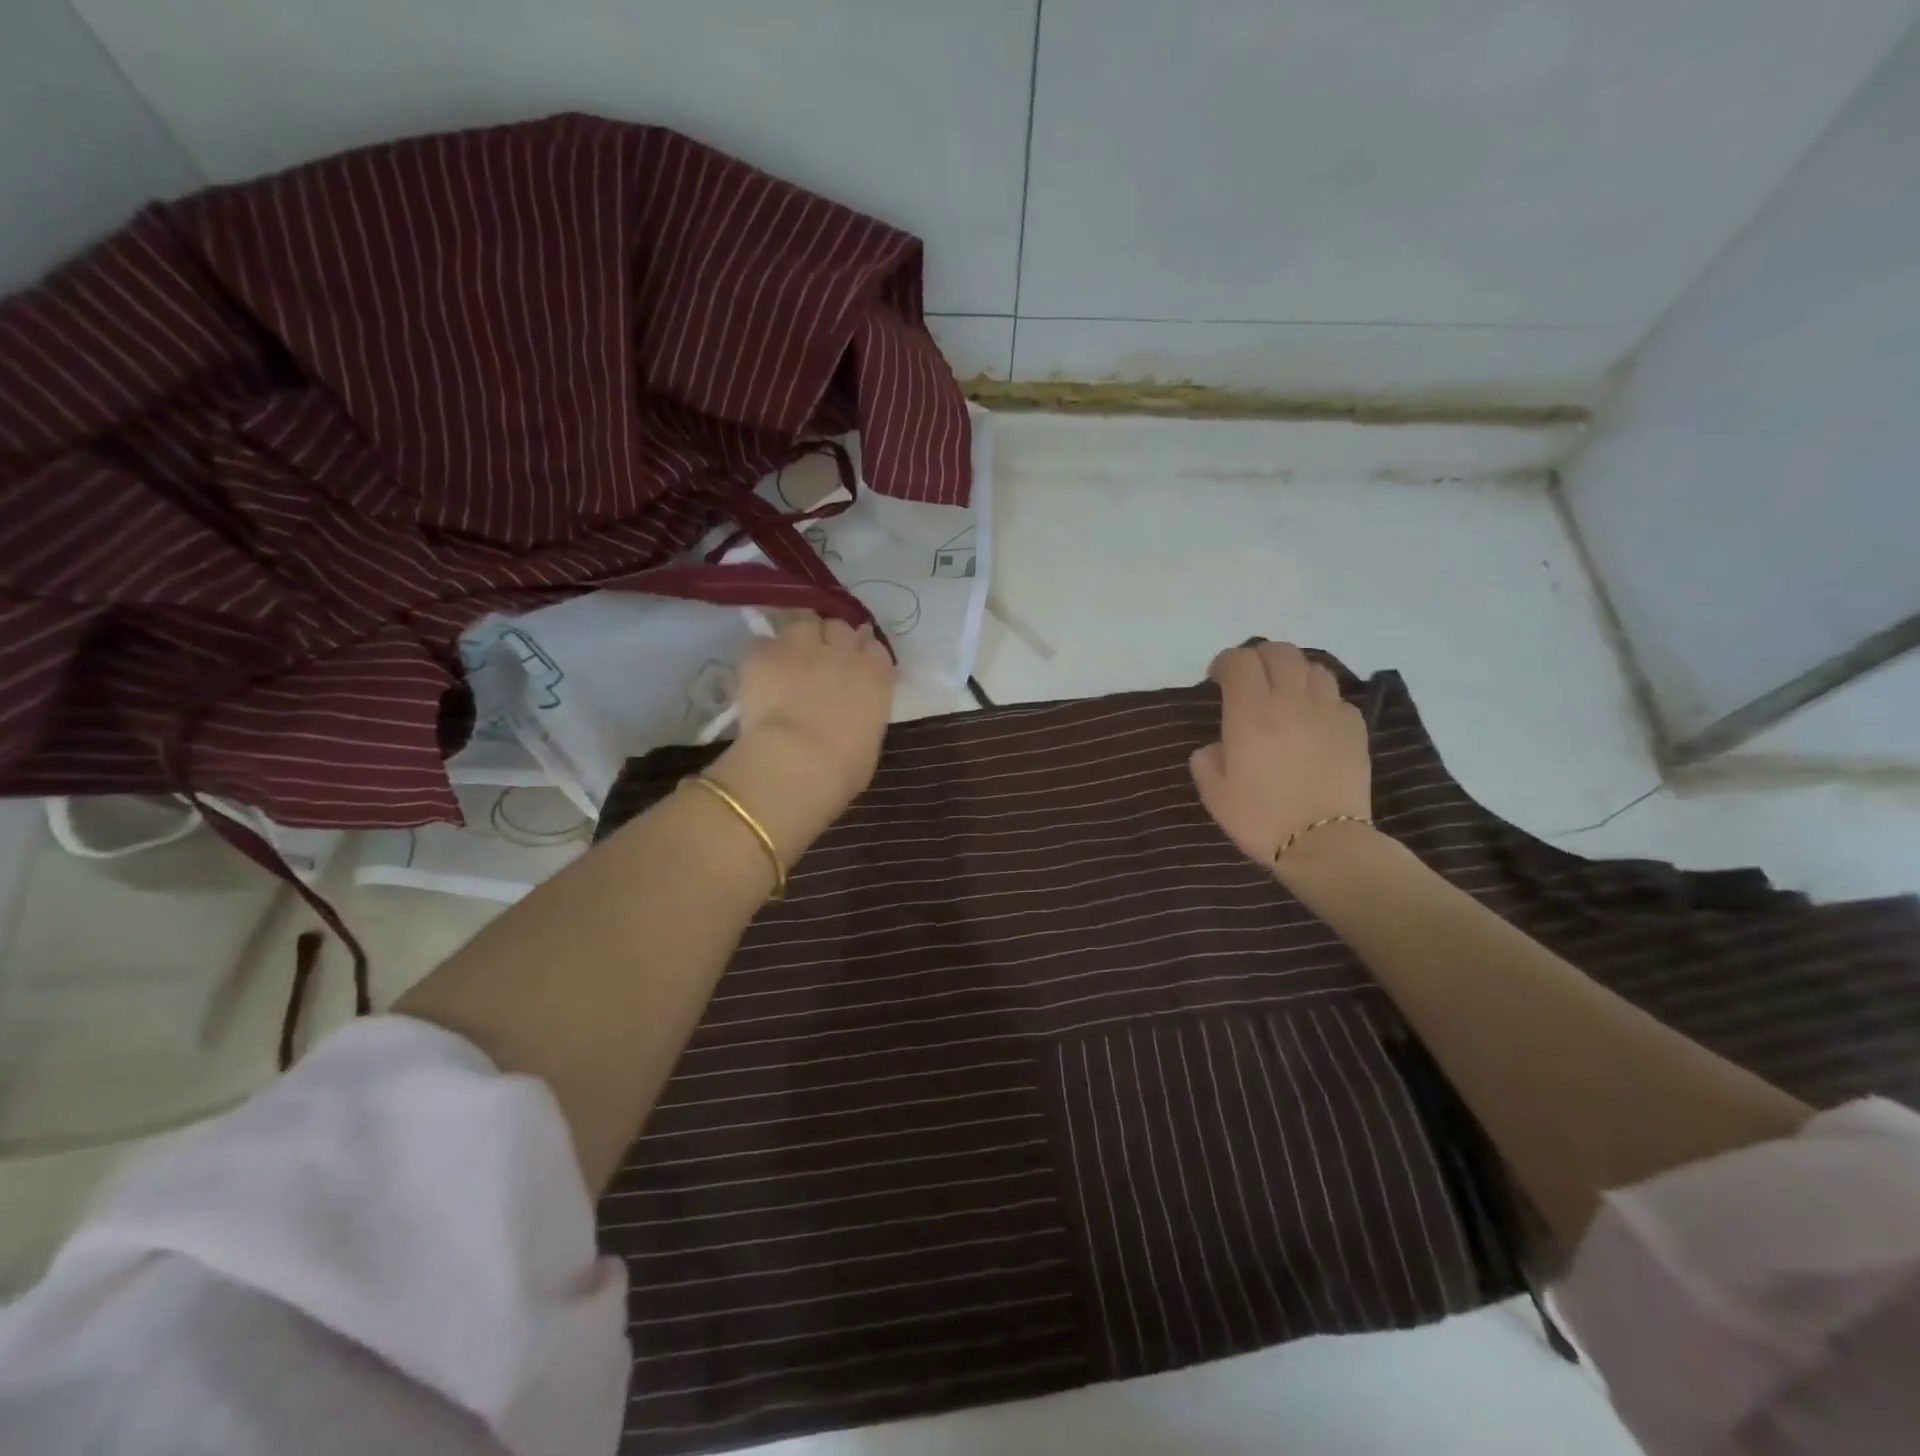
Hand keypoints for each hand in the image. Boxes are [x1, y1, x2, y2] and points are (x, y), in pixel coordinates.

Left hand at [707, 614, 894, 864]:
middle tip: (820, 664)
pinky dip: (762, 657)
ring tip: (788, 663)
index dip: (863, 655)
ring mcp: (801, 646)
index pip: (875, 648)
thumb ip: (864, 715)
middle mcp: (842, 650)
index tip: (855, 668)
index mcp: (875, 674)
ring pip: (802, 625)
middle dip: (831, 641)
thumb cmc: (845, 768)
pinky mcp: (763, 653)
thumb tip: (853, 715)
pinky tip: (758, 676)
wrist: (797, 763)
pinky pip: (762, 643)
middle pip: (839, 628)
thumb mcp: (869, 742)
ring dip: (798, 640)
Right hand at [1190, 641, 1371, 870]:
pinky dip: (1321, 698)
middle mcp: (1290, 701)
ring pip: (1313, 668)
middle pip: (1279, 652)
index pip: (1239, 661)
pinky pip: (1337, 697)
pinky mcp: (1354, 728)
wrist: (1324, 844)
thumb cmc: (1260, 818)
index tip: (1216, 678)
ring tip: (1284, 692)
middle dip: (1259, 657)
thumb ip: (1206, 759)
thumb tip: (1218, 746)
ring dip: (1293, 672)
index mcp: (1250, 713)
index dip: (1225, 662)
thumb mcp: (1214, 793)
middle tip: (1250, 678)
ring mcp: (1327, 712)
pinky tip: (1313, 719)